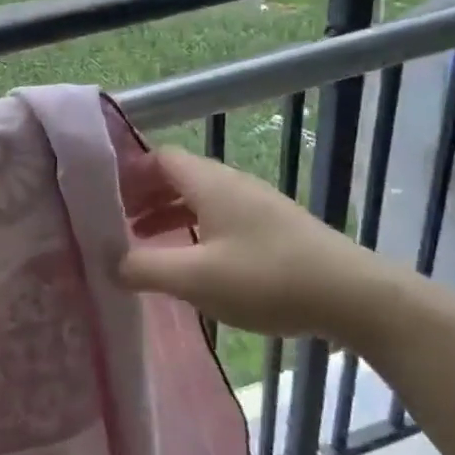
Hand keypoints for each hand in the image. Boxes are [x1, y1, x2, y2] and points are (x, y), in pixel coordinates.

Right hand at [117, 146, 407, 351]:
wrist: (352, 296)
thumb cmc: (267, 278)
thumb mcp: (195, 277)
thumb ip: (145, 267)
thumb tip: (108, 261)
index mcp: (210, 183)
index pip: (158, 157)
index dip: (127, 173)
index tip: (101, 200)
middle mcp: (231, 184)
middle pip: (176, 177)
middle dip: (142, 198)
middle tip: (114, 226)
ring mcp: (255, 205)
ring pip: (198, 200)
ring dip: (167, 217)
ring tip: (143, 247)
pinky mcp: (271, 229)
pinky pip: (218, 218)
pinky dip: (192, 231)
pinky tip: (189, 263)